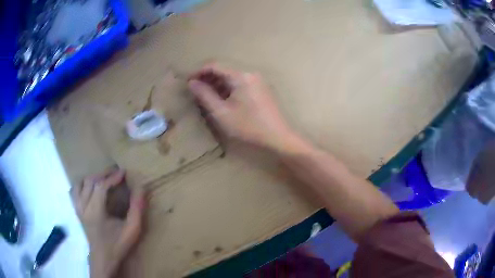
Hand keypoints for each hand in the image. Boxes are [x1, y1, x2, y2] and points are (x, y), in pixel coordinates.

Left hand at [71, 168, 145, 277]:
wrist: (103, 258)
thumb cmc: (118, 244)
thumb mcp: (132, 229)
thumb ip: (137, 208)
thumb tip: (141, 187)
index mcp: (95, 211)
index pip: (101, 186)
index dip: (112, 177)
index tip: (123, 172)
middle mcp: (83, 206)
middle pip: (90, 181)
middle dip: (103, 174)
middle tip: (115, 171)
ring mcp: (78, 208)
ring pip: (80, 184)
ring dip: (92, 178)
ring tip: (103, 179)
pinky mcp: (77, 211)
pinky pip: (74, 191)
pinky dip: (82, 185)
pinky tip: (90, 188)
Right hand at [188, 63, 297, 151]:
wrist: (278, 137)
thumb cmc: (249, 126)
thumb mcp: (222, 113)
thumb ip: (205, 95)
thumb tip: (192, 83)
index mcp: (240, 76)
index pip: (214, 65)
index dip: (198, 71)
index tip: (188, 82)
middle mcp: (250, 73)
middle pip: (224, 69)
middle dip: (207, 78)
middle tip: (195, 91)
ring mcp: (257, 80)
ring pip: (232, 76)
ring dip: (217, 83)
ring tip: (206, 96)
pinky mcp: (261, 88)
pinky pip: (240, 82)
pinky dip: (228, 87)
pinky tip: (222, 99)